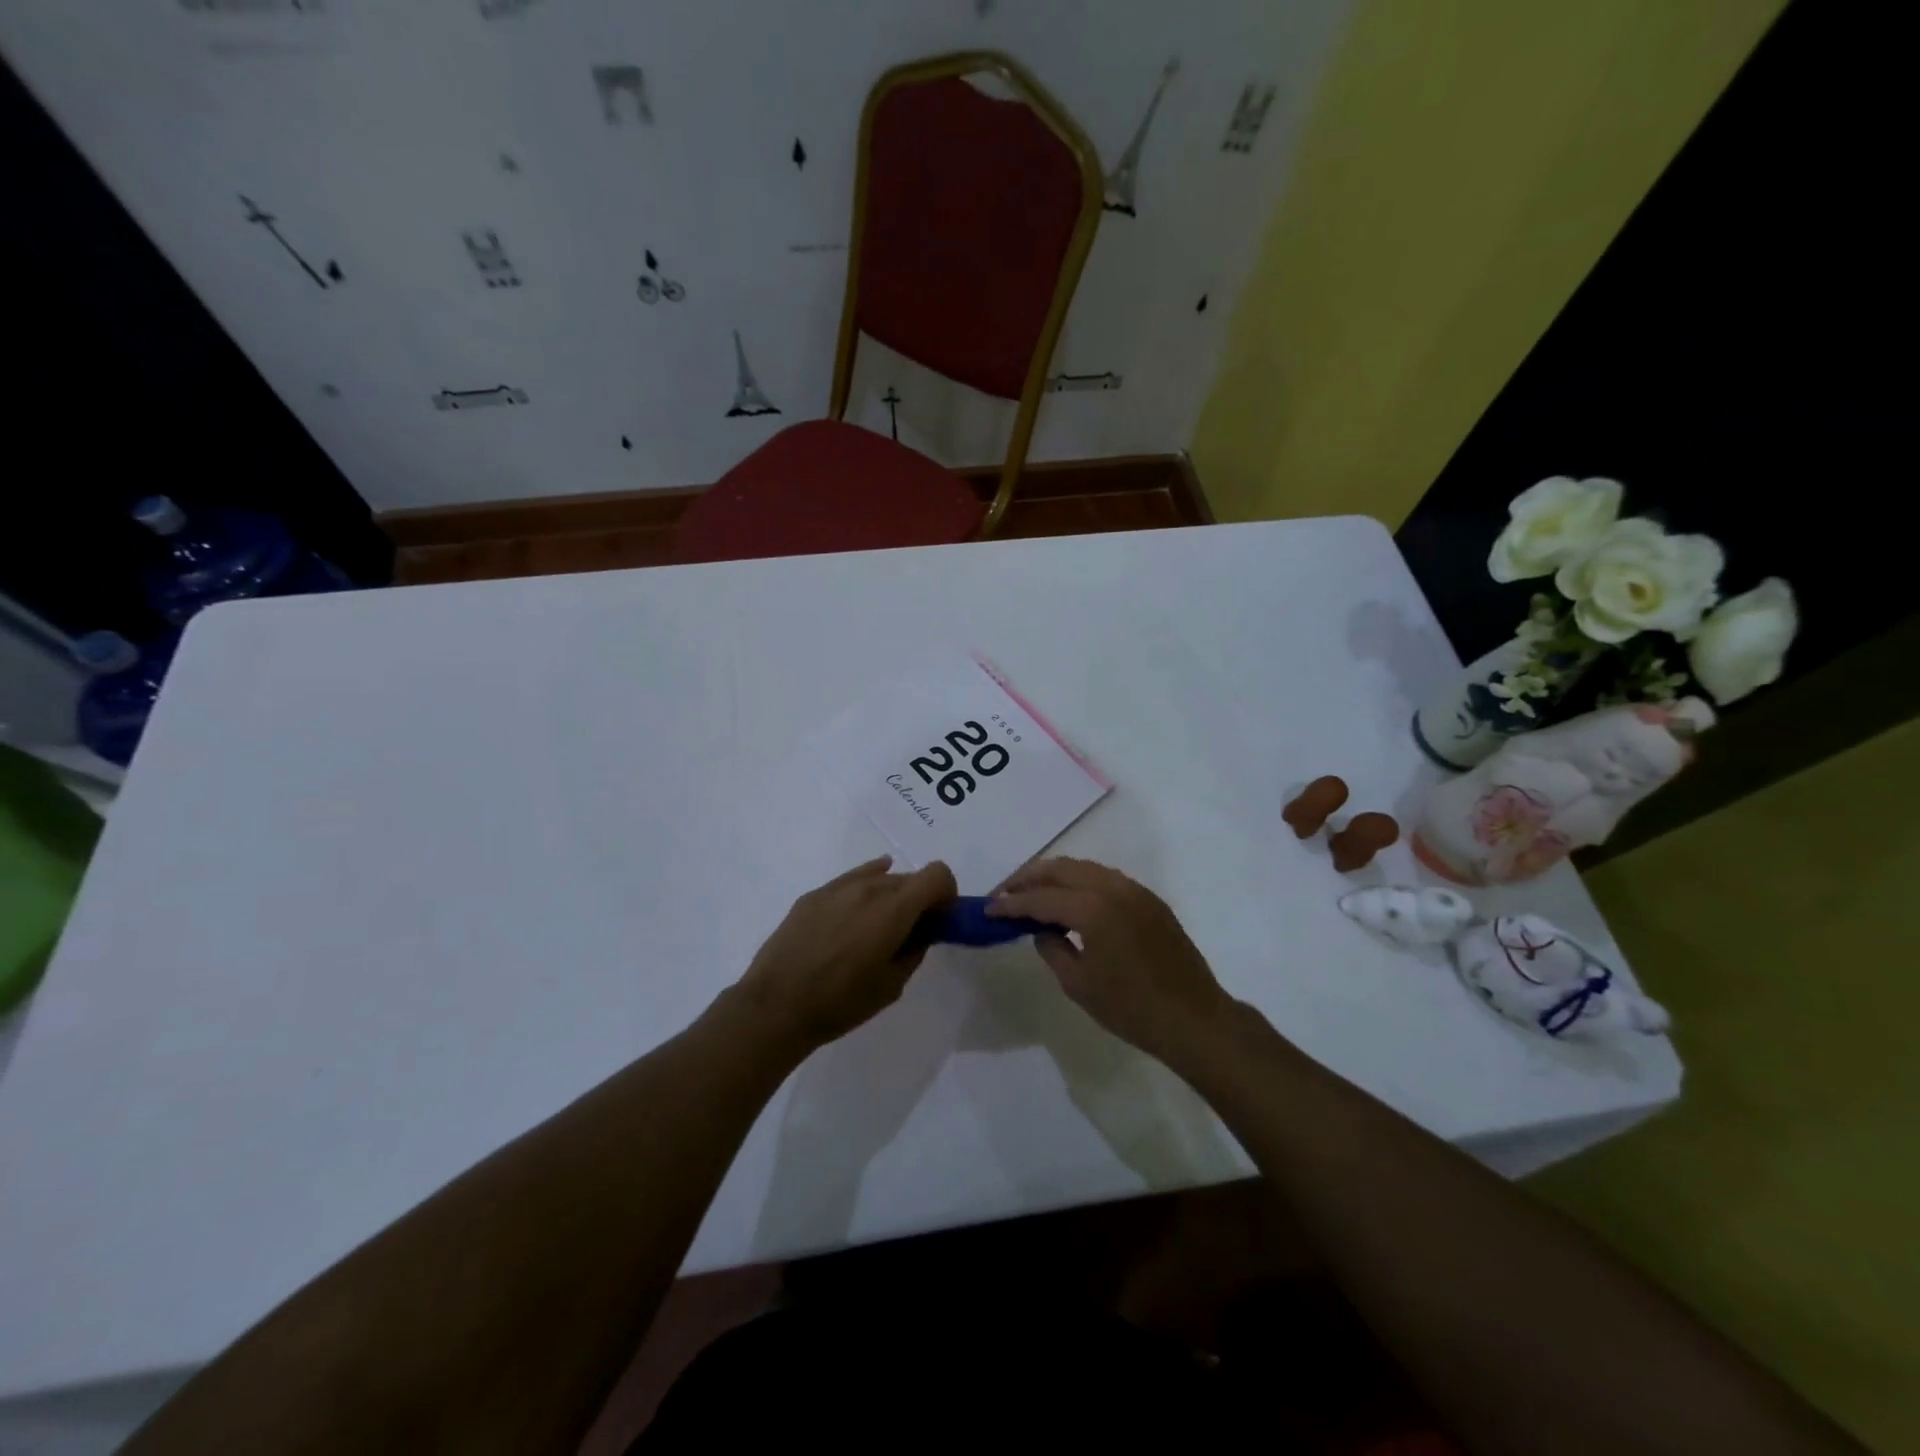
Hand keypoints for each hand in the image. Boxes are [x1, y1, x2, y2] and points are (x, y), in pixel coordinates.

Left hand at [732, 856, 956, 1052]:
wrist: (775, 1006)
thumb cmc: (841, 1002)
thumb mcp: (891, 985)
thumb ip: (914, 950)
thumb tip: (921, 933)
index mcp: (893, 909)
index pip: (937, 874)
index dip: (946, 893)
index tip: (940, 918)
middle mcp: (868, 888)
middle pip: (908, 877)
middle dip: (919, 899)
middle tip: (911, 930)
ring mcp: (837, 888)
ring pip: (878, 878)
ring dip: (890, 895)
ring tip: (877, 927)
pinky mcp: (813, 895)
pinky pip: (850, 880)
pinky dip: (864, 888)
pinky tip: (858, 909)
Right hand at [989, 858, 1232, 1065]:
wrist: (1193, 1018)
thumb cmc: (1131, 1009)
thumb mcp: (1078, 985)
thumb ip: (1053, 949)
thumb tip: (1043, 930)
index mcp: (1093, 909)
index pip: (1041, 898)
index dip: (1011, 903)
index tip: (989, 908)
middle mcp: (1113, 888)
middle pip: (1061, 869)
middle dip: (1030, 877)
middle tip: (1006, 891)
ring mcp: (1135, 890)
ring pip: (1085, 868)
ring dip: (1056, 876)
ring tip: (1034, 891)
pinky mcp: (1149, 900)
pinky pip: (1106, 878)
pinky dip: (1081, 882)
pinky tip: (1071, 900)